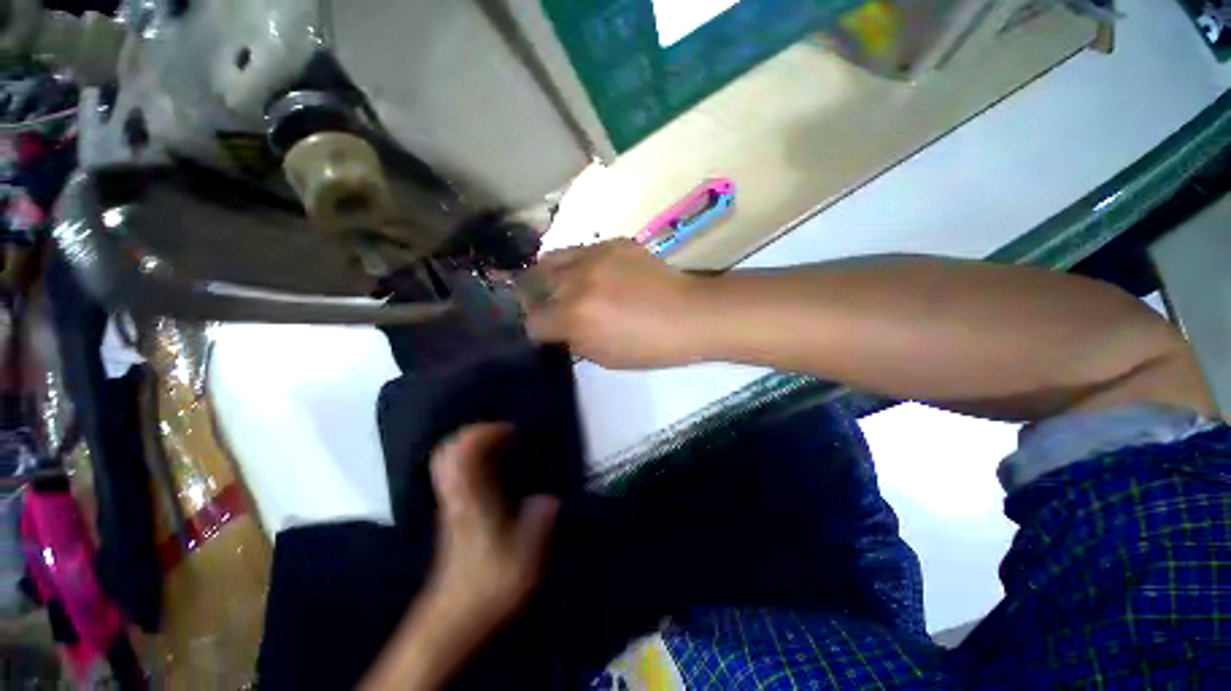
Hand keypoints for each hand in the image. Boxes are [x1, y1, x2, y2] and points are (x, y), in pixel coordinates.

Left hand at [426, 424, 558, 632]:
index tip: (512, 430)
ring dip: (470, 444)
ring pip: (446, 461)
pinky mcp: (451, 513)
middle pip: (448, 451)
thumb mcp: (525, 558)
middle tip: (504, 432)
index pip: (465, 453)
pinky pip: (453, 474)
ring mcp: (450, 503)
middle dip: (474, 432)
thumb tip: (550, 499)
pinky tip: (492, 468)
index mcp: (472, 500)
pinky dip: (469, 461)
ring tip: (501, 444)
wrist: (453, 620)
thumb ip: (540, 523)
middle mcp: (457, 495)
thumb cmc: (488, 586)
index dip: (486, 432)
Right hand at [526, 240, 706, 368]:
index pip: (534, 321)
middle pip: (535, 282)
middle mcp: (578, 280)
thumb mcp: (605, 357)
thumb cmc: (650, 346)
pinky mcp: (613, 242)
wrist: (690, 314)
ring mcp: (595, 255)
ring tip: (564, 286)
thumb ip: (573, 340)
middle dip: (537, 298)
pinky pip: (580, 250)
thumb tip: (559, 329)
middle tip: (550, 307)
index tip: (547, 333)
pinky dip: (577, 265)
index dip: (538, 331)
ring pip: (552, 259)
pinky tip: (593, 275)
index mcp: (576, 315)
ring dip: (551, 276)